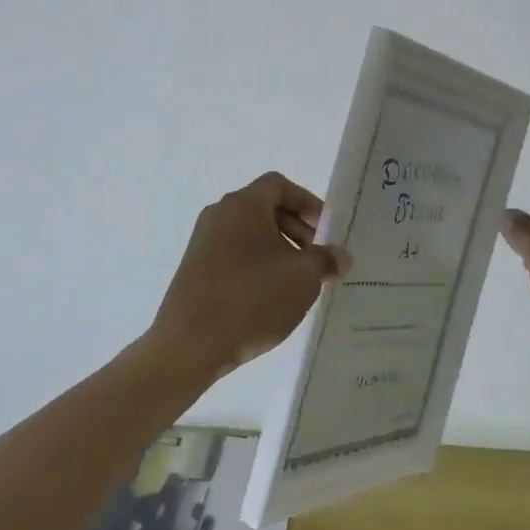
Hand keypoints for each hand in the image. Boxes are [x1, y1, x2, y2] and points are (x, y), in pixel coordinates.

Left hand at [146, 172, 348, 378]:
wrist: (190, 344)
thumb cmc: (252, 298)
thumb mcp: (303, 278)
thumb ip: (326, 260)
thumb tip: (340, 256)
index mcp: (243, 204)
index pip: (279, 185)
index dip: (307, 202)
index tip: (325, 231)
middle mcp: (219, 214)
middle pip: (264, 207)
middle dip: (296, 228)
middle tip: (317, 258)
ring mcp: (203, 241)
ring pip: (249, 233)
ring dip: (278, 249)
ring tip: (297, 282)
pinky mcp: (195, 268)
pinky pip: (233, 253)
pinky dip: (256, 264)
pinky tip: (269, 296)